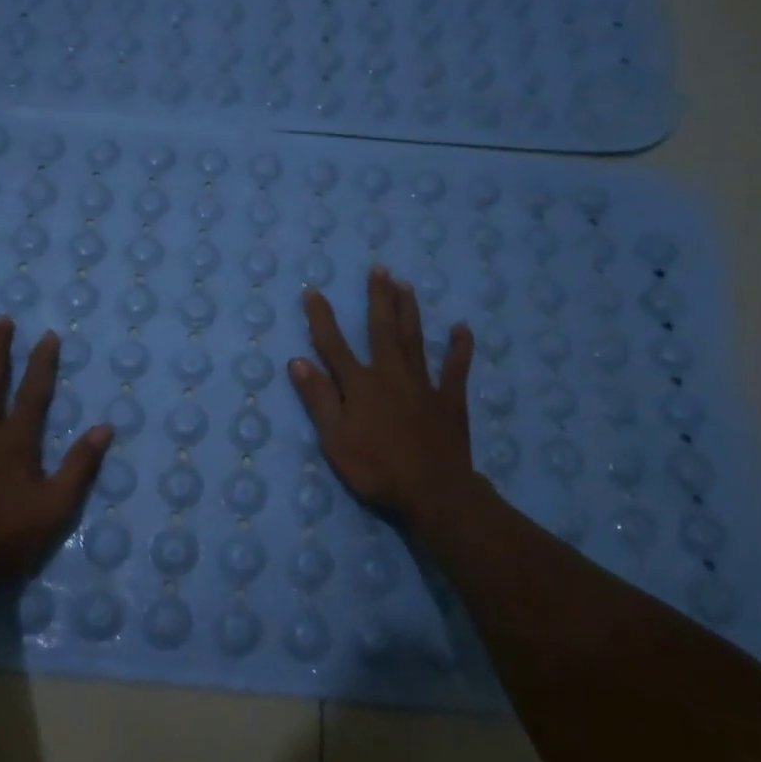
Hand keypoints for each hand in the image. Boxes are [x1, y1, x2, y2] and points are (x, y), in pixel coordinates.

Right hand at [288, 268, 478, 527]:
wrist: (432, 492)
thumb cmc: (376, 469)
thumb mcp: (335, 439)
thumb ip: (319, 399)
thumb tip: (298, 361)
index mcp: (360, 385)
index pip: (334, 345)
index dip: (322, 318)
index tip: (313, 291)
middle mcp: (391, 375)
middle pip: (382, 330)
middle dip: (378, 298)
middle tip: (379, 269)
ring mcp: (423, 385)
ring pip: (415, 340)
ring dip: (409, 311)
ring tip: (406, 284)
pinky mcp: (450, 400)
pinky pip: (456, 369)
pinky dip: (459, 348)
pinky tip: (462, 328)